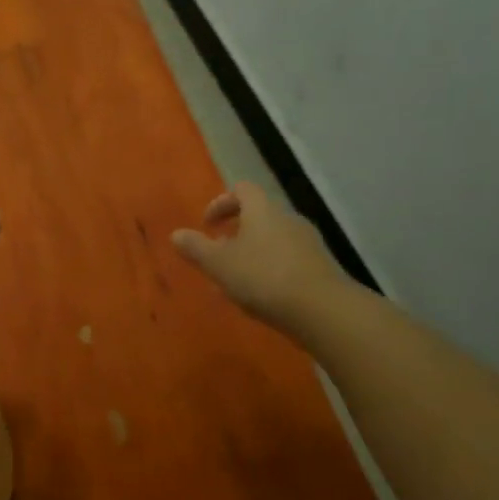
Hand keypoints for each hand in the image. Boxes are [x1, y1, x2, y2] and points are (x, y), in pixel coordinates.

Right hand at [173, 181, 346, 333]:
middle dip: (236, 233)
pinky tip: (262, 296)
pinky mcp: (320, 267)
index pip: (242, 190)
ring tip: (236, 282)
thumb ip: (196, 248)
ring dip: (252, 254)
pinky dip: (271, 270)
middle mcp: (287, 218)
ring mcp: (308, 242)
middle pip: (258, 216)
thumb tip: (176, 234)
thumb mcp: (219, 264)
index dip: (221, 203)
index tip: (208, 225)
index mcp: (262, 210)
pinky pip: (288, 260)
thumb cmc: (263, 277)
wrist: (322, 309)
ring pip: (273, 240)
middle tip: (219, 255)